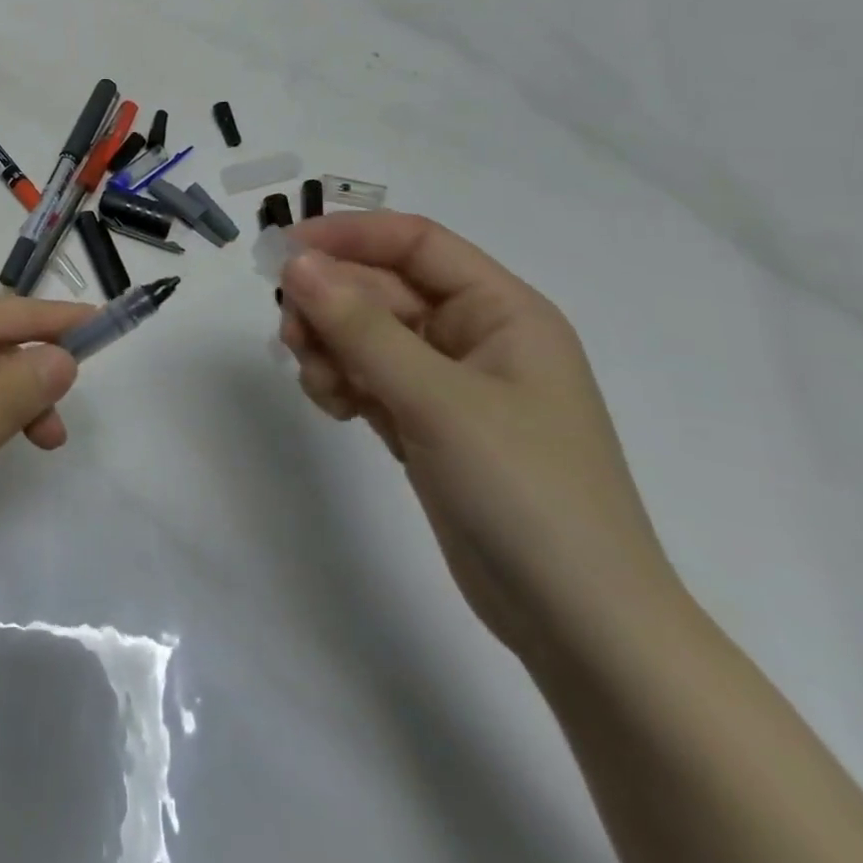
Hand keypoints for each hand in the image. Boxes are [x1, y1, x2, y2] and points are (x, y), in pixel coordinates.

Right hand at [278, 212, 683, 665]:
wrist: (579, 626)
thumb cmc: (526, 492)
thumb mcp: (438, 400)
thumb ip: (361, 327)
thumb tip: (296, 263)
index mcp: (502, 311)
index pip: (414, 243)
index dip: (348, 236)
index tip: (284, 252)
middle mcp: (474, 336)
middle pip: (379, 289)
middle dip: (330, 306)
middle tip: (290, 336)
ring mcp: (447, 382)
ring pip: (364, 333)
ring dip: (329, 347)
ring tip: (321, 385)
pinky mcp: (424, 422)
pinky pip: (365, 376)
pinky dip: (340, 382)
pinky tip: (335, 409)